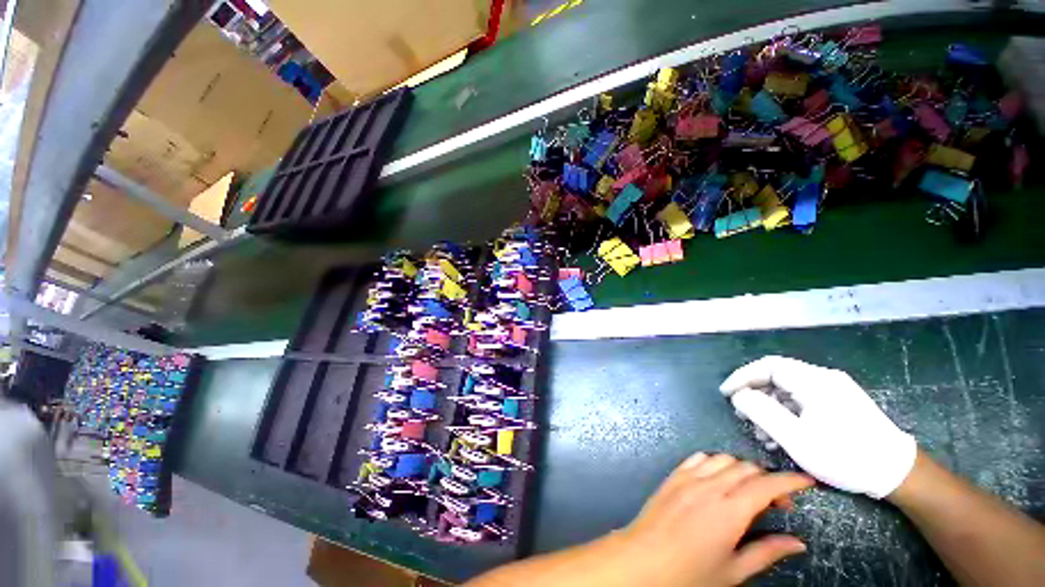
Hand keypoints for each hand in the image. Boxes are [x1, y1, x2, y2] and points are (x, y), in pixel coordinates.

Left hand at [618, 453, 812, 586]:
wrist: (644, 560)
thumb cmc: (690, 573)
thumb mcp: (733, 571)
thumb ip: (766, 552)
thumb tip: (797, 543)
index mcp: (729, 511)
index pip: (766, 485)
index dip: (790, 480)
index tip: (806, 482)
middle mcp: (710, 487)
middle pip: (747, 468)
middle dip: (768, 479)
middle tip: (776, 503)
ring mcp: (688, 478)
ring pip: (723, 459)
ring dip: (742, 469)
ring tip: (747, 491)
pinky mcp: (674, 475)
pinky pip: (698, 458)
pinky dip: (714, 462)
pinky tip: (717, 479)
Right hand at [719, 356, 916, 498]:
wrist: (897, 473)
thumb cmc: (844, 455)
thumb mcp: (796, 438)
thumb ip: (761, 412)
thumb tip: (739, 396)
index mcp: (813, 381)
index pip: (767, 366)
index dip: (742, 377)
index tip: (726, 394)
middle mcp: (823, 379)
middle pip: (777, 377)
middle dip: (756, 396)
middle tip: (744, 418)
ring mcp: (834, 391)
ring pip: (789, 391)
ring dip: (770, 409)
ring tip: (763, 434)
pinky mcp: (840, 404)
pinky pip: (803, 401)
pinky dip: (787, 414)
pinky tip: (783, 435)